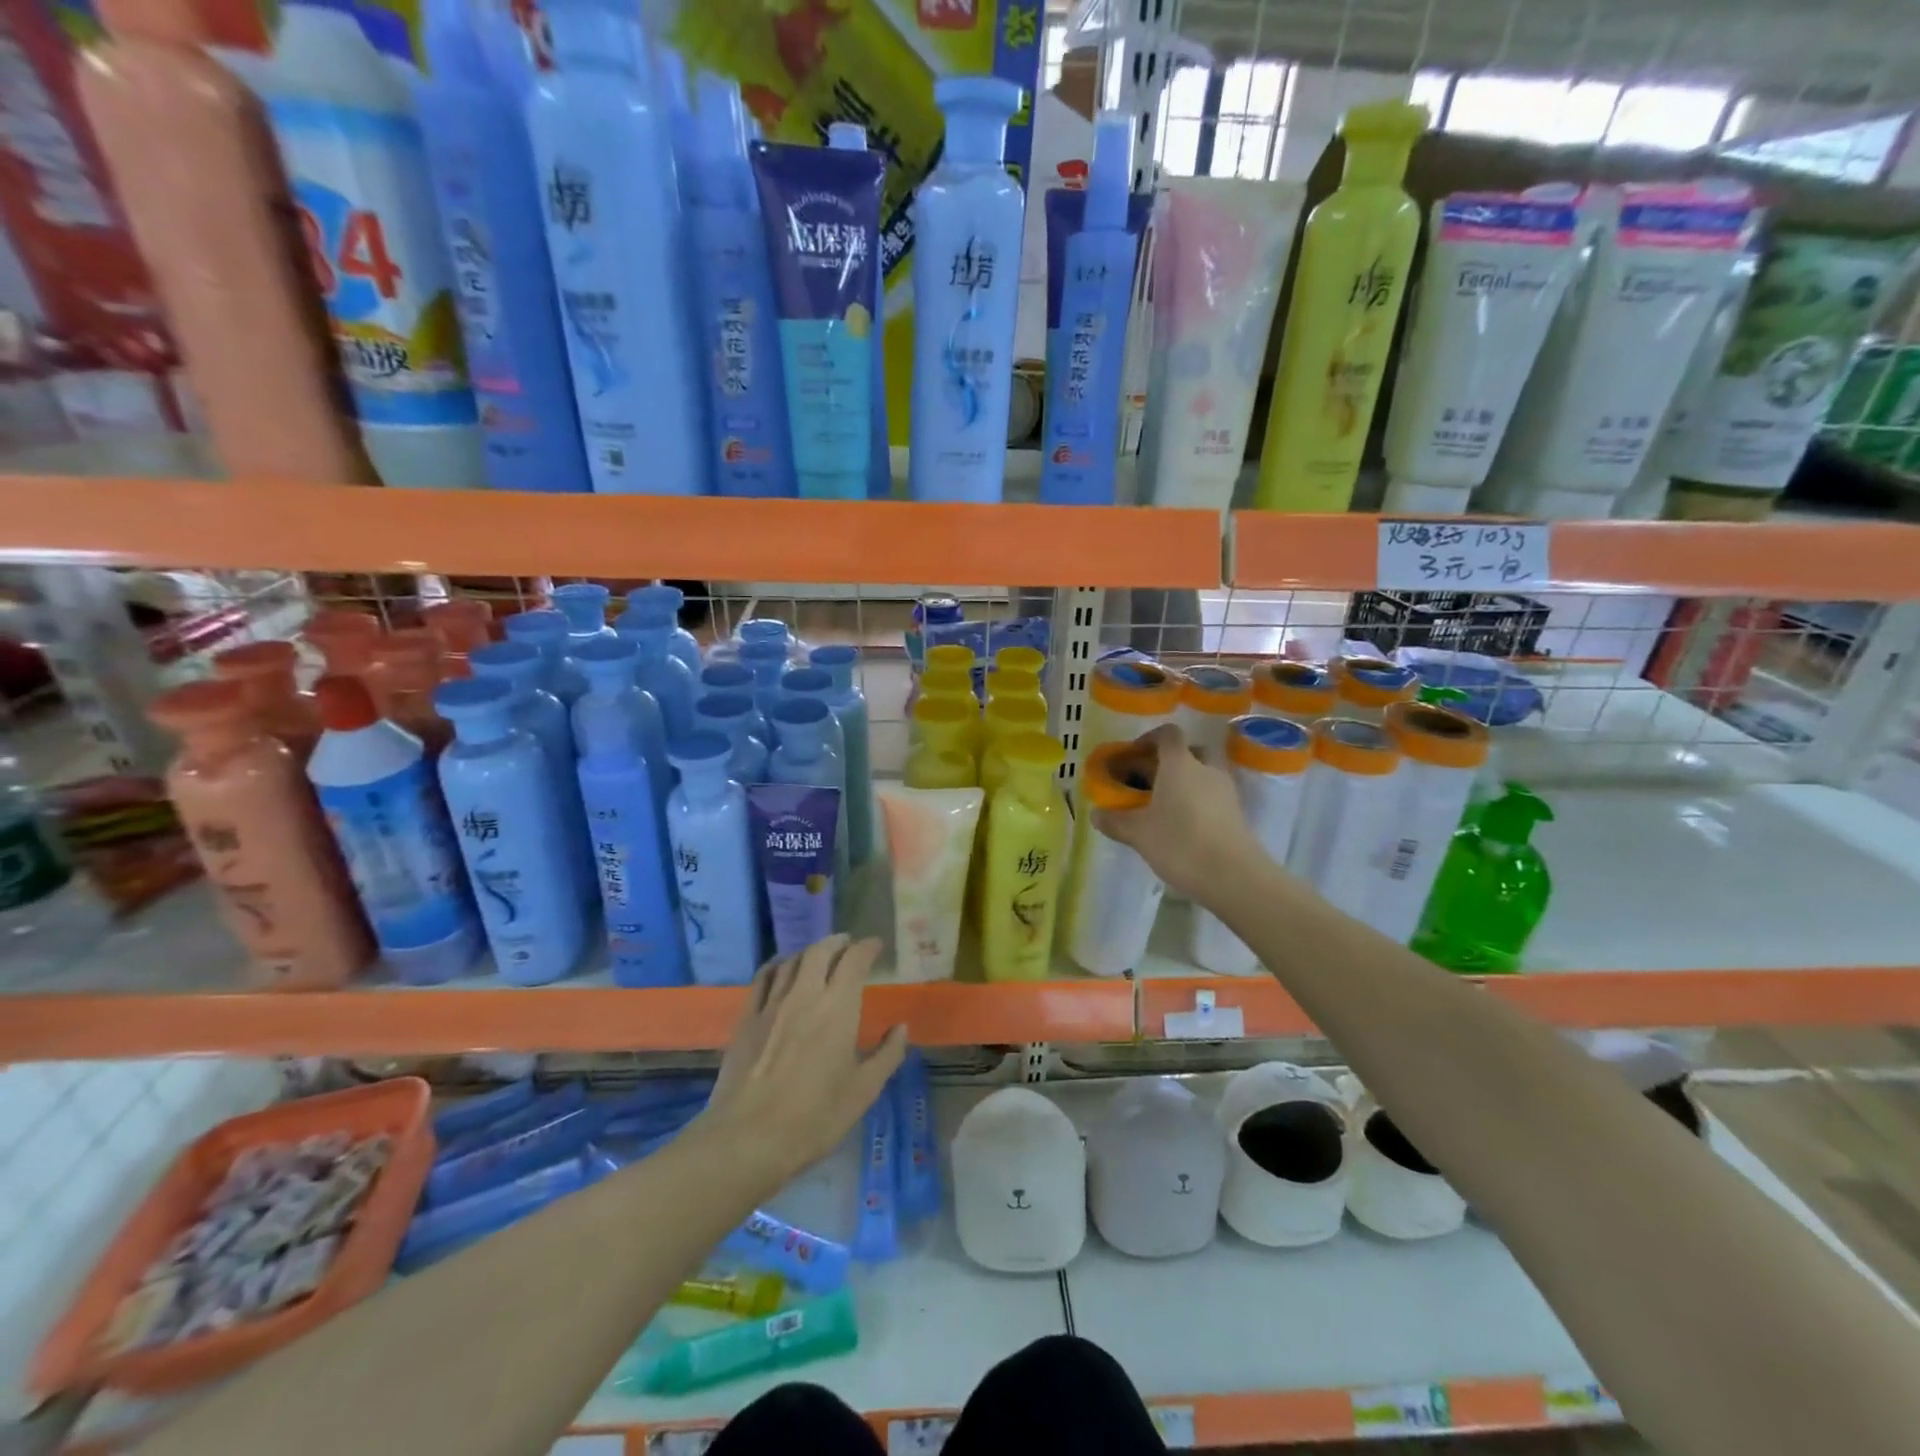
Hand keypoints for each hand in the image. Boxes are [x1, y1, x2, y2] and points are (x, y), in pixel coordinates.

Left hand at [704, 934, 906, 1187]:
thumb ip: (887, 1055)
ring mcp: (771, 1004)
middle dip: (837, 942)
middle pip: (820, 951)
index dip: (867, 947)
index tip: (876, 946)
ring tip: (819, 956)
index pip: (855, 960)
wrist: (748, 1138)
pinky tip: (781, 971)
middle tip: (848, 945)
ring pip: (792, 961)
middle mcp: (805, 995)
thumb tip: (901, 1028)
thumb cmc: (814, 1117)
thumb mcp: (863, 1091)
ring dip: (809, 952)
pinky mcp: (746, 1018)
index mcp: (838, 1008)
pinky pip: (763, 978)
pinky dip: (777, 965)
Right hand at [1093, 724, 1262, 901]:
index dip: (1148, 739)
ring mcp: (1225, 790)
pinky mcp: (1236, 812)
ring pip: (1202, 773)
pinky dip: (1196, 800)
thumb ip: (1115, 820)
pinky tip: (1181, 825)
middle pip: (1188, 751)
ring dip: (1183, 782)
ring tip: (1161, 806)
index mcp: (1180, 764)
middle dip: (1167, 761)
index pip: (1167, 734)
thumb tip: (1095, 814)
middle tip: (1147, 781)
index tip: (1131, 756)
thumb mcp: (1138, 834)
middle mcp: (1206, 769)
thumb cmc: (1180, 844)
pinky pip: (1211, 794)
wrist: (1234, 877)